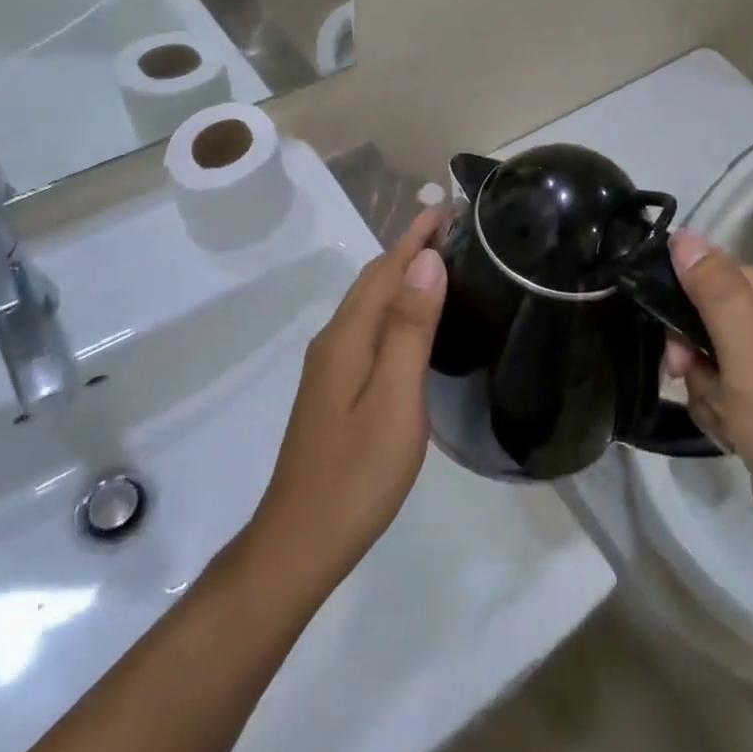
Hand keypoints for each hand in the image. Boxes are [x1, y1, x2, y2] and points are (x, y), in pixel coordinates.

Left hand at [249, 210, 446, 589]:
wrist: (300, 541)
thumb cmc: (357, 474)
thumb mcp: (395, 400)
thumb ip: (410, 330)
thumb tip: (426, 262)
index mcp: (348, 337)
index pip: (386, 271)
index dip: (415, 238)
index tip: (447, 209)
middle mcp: (334, 341)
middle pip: (372, 282)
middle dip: (408, 250)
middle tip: (452, 233)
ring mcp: (330, 367)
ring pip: (368, 305)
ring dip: (400, 278)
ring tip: (440, 267)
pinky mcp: (334, 389)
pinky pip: (368, 328)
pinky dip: (393, 308)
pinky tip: (414, 325)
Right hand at [664, 233, 752, 560]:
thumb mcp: (751, 363)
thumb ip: (717, 296)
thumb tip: (683, 236)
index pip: (727, 279)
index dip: (694, 311)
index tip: (680, 356)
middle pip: (716, 314)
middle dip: (701, 359)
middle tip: (704, 390)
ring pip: (712, 349)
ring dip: (707, 387)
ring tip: (730, 421)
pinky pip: (723, 377)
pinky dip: (718, 404)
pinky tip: (734, 433)